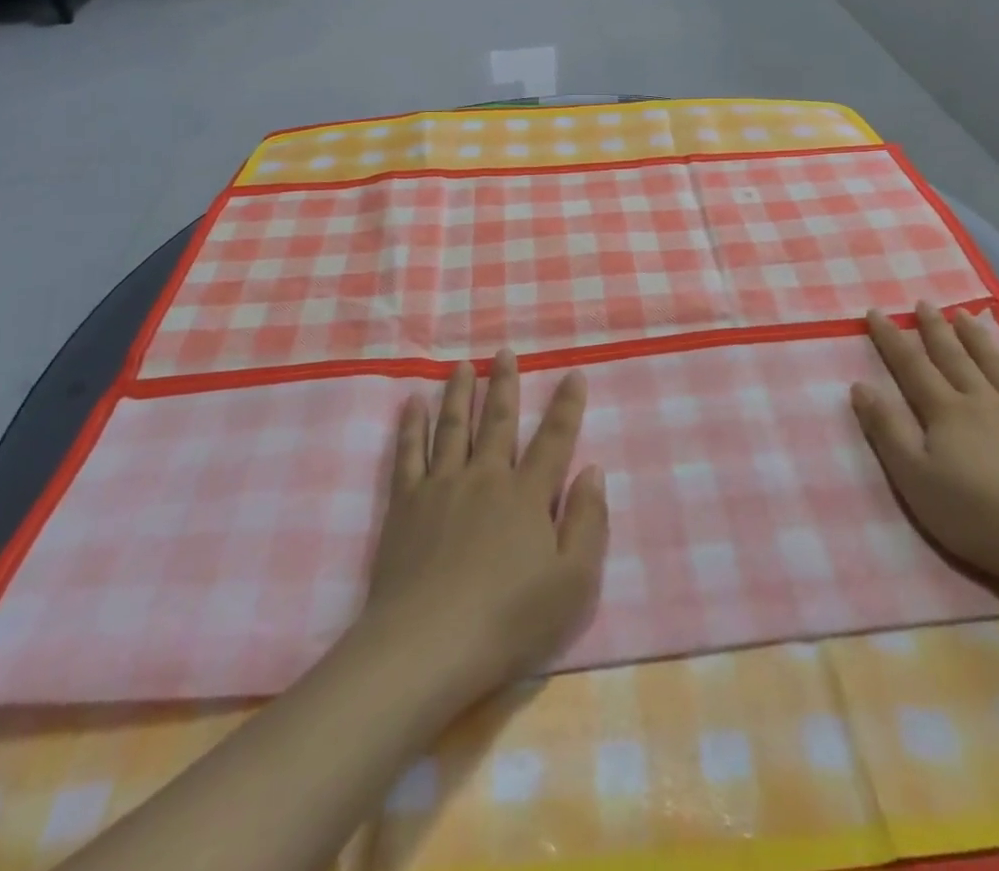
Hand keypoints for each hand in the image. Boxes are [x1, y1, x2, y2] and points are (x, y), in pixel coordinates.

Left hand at [361, 350, 607, 705]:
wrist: (427, 646)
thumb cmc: (507, 621)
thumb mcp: (572, 584)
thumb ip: (588, 523)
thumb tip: (592, 471)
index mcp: (527, 495)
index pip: (554, 439)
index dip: (566, 405)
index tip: (573, 373)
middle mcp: (486, 476)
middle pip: (498, 420)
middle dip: (505, 384)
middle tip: (504, 352)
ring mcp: (442, 485)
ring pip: (453, 426)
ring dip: (459, 393)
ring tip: (462, 366)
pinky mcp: (405, 503)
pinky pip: (409, 453)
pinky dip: (411, 425)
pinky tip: (412, 402)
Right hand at [851, 303, 998, 599]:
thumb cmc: (981, 519)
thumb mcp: (916, 481)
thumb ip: (887, 431)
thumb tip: (859, 385)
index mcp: (946, 413)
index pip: (912, 366)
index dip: (892, 339)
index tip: (876, 312)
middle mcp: (984, 400)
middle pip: (954, 357)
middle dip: (935, 328)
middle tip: (923, 303)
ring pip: (996, 362)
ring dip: (976, 336)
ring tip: (963, 313)